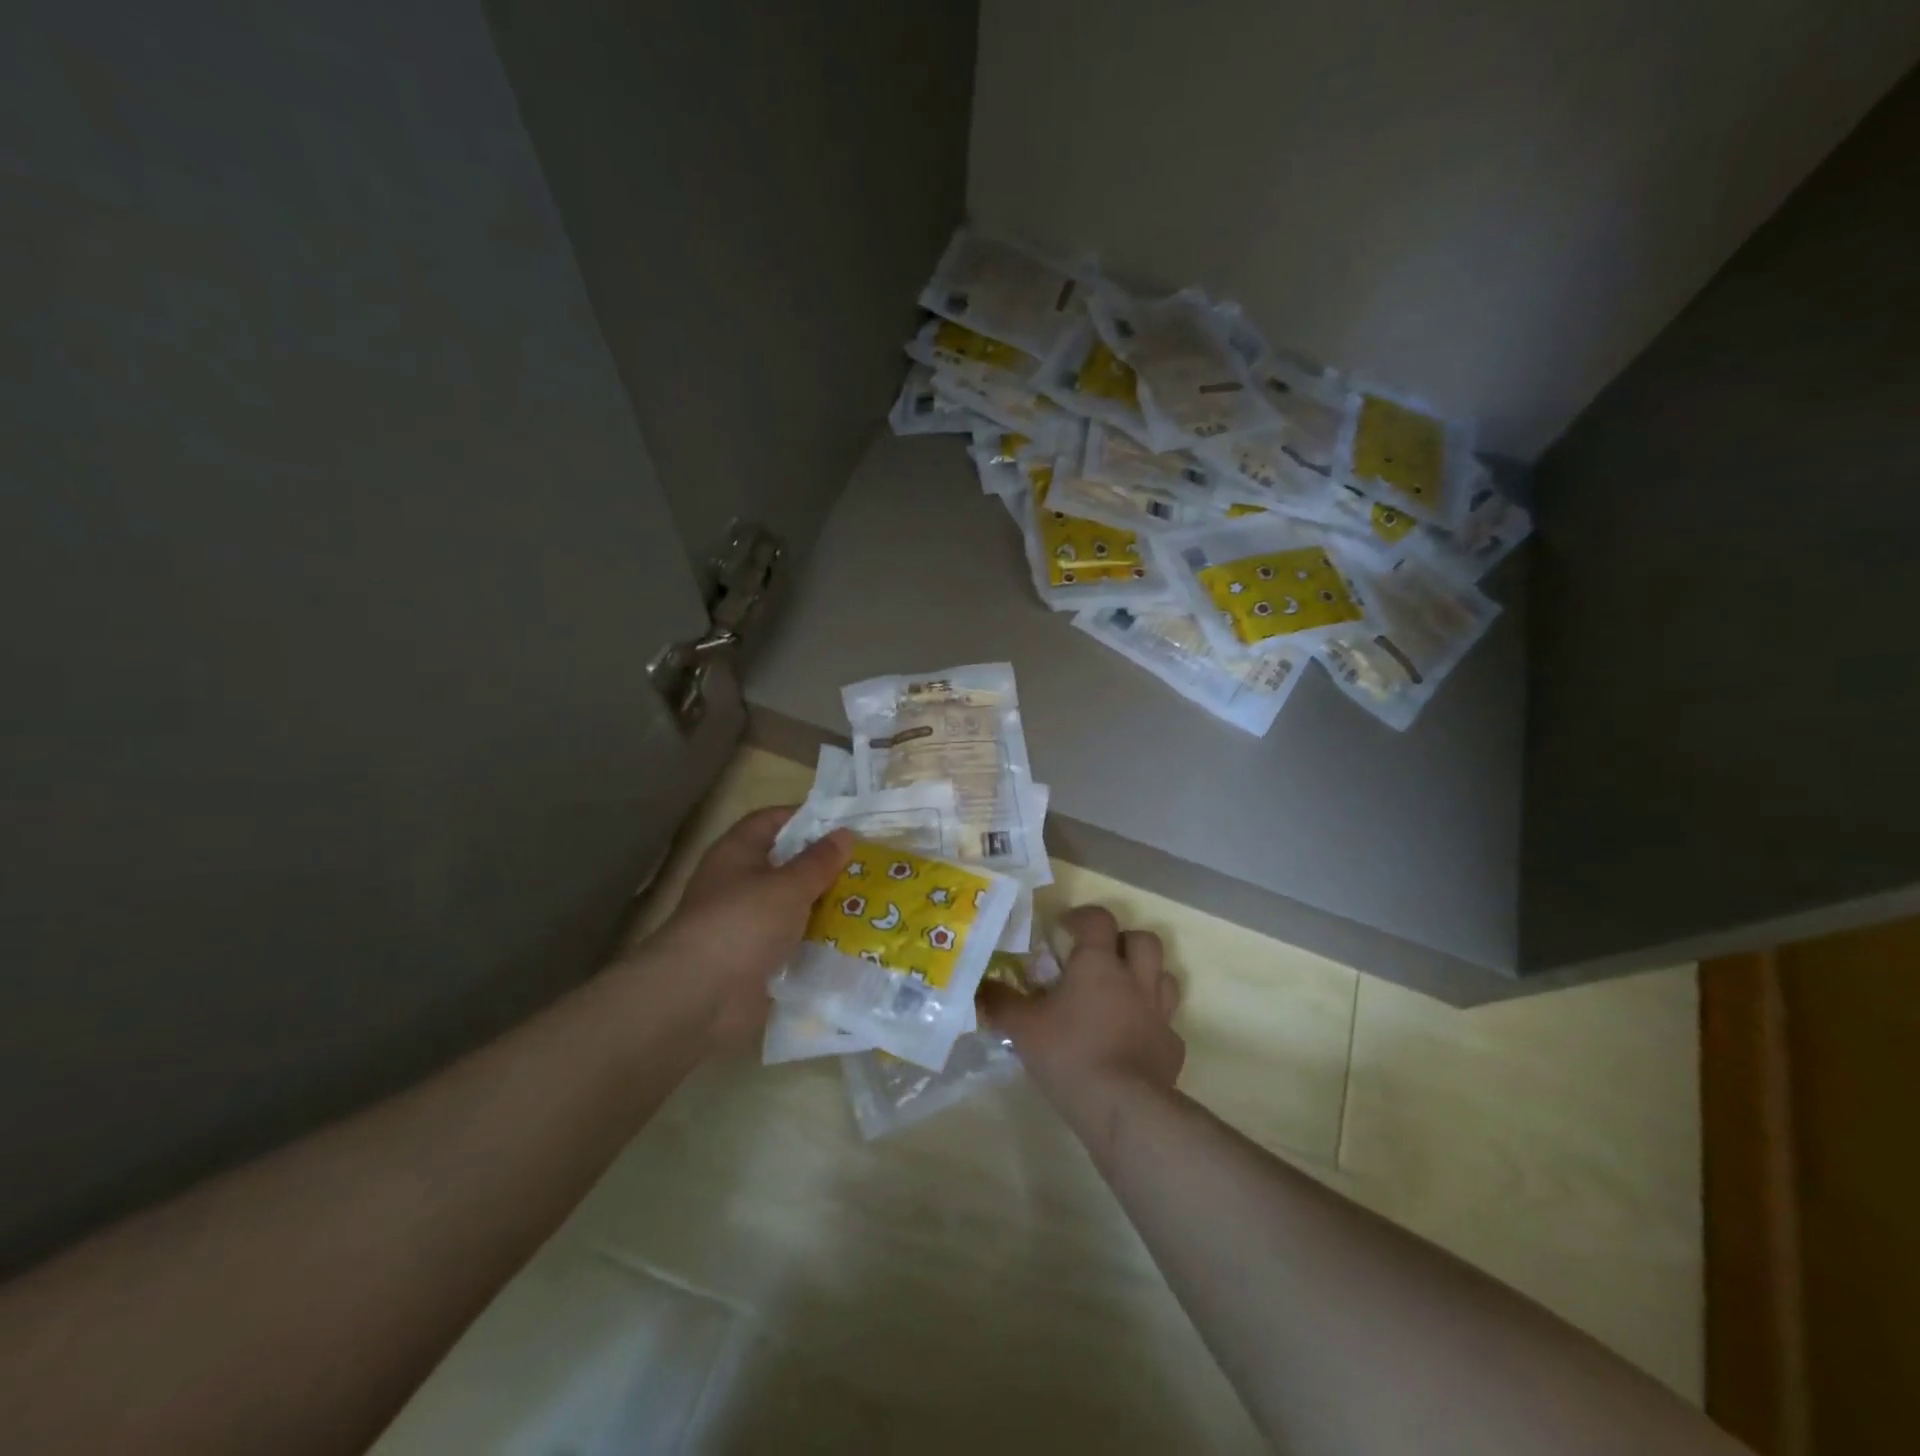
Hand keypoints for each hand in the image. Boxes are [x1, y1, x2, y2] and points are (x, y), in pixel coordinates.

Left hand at [635, 808, 851, 1055]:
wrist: (701, 997)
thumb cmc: (744, 923)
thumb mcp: (789, 885)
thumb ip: (819, 861)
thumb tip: (844, 834)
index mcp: (736, 853)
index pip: (770, 821)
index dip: (804, 817)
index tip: (844, 824)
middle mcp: (737, 884)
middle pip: (784, 865)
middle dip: (822, 866)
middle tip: (867, 865)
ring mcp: (744, 925)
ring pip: (790, 907)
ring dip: (822, 907)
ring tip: (869, 903)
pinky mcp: (753, 961)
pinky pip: (790, 943)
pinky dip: (815, 942)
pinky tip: (850, 942)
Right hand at [981, 904, 1183, 1121]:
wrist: (1124, 1108)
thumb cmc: (1070, 1055)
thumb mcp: (1023, 1028)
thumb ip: (1000, 1003)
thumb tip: (979, 987)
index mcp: (1099, 964)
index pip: (1099, 919)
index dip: (1083, 916)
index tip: (1065, 927)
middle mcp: (1135, 979)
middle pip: (1143, 940)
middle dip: (1123, 940)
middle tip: (1100, 957)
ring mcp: (1159, 1013)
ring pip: (1164, 976)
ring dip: (1146, 975)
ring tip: (1121, 991)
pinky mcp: (1172, 1047)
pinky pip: (1166, 1023)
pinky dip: (1151, 1023)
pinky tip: (1132, 1039)